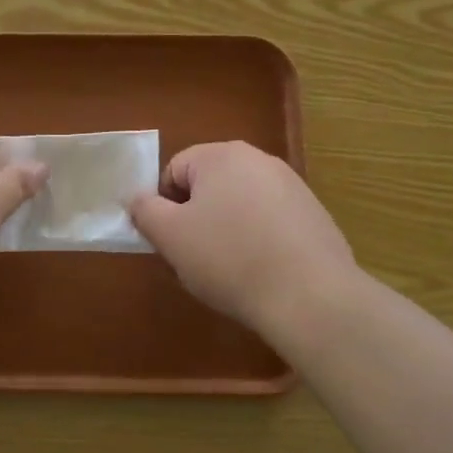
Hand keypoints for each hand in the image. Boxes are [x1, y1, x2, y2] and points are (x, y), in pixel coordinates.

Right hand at [130, 142, 355, 327]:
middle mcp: (259, 159)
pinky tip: (265, 272)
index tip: (173, 243)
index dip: (165, 208)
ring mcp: (292, 185)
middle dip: (197, 218)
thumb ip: (144, 210)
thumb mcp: (171, 237)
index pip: (174, 171)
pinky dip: (261, 241)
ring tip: (232, 270)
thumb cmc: (230, 259)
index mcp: (221, 155)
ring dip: (228, 229)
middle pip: (209, 185)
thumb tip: (137, 198)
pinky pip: (271, 222)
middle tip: (197, 258)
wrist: (311, 296)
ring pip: (240, 204)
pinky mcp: (314, 214)